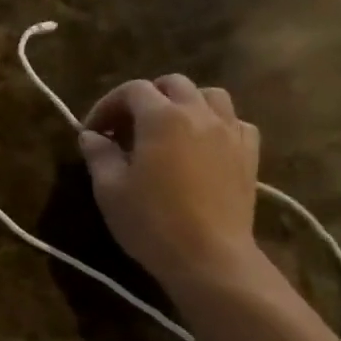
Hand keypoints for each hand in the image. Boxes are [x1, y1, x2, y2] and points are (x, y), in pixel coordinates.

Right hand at [77, 76, 263, 291]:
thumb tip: (90, 136)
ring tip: (168, 130)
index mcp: (162, 117)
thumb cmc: (151, 222)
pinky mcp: (249, 153)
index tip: (93, 132)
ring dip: (184, 104)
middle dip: (145, 99)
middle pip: (172, 84)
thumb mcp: (110, 189)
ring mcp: (230, 131)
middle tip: (126, 129)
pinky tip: (202, 145)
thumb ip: (99, 155)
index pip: (132, 90)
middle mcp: (199, 112)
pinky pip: (234, 121)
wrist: (209, 256)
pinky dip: (214, 123)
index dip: (107, 105)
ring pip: (208, 95)